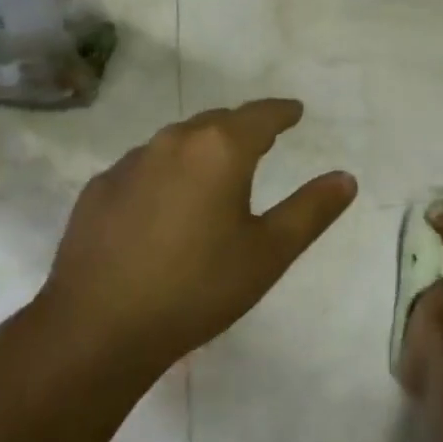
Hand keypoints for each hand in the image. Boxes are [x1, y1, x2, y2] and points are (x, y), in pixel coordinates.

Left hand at [37, 100, 355, 375]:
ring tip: (214, 176)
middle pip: (218, 122)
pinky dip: (164, 175)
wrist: (95, 330)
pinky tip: (163, 208)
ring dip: (201, 150)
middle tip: (261, 145)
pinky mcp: (98, 189)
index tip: (295, 111)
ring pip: (178, 142)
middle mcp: (174, 141)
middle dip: (243, 129)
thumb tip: (347, 177)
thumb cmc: (197, 288)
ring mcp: (130, 163)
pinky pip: (144, 168)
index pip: (262, 114)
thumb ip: (312, 210)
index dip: (283, 112)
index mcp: (220, 148)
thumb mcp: (269, 253)